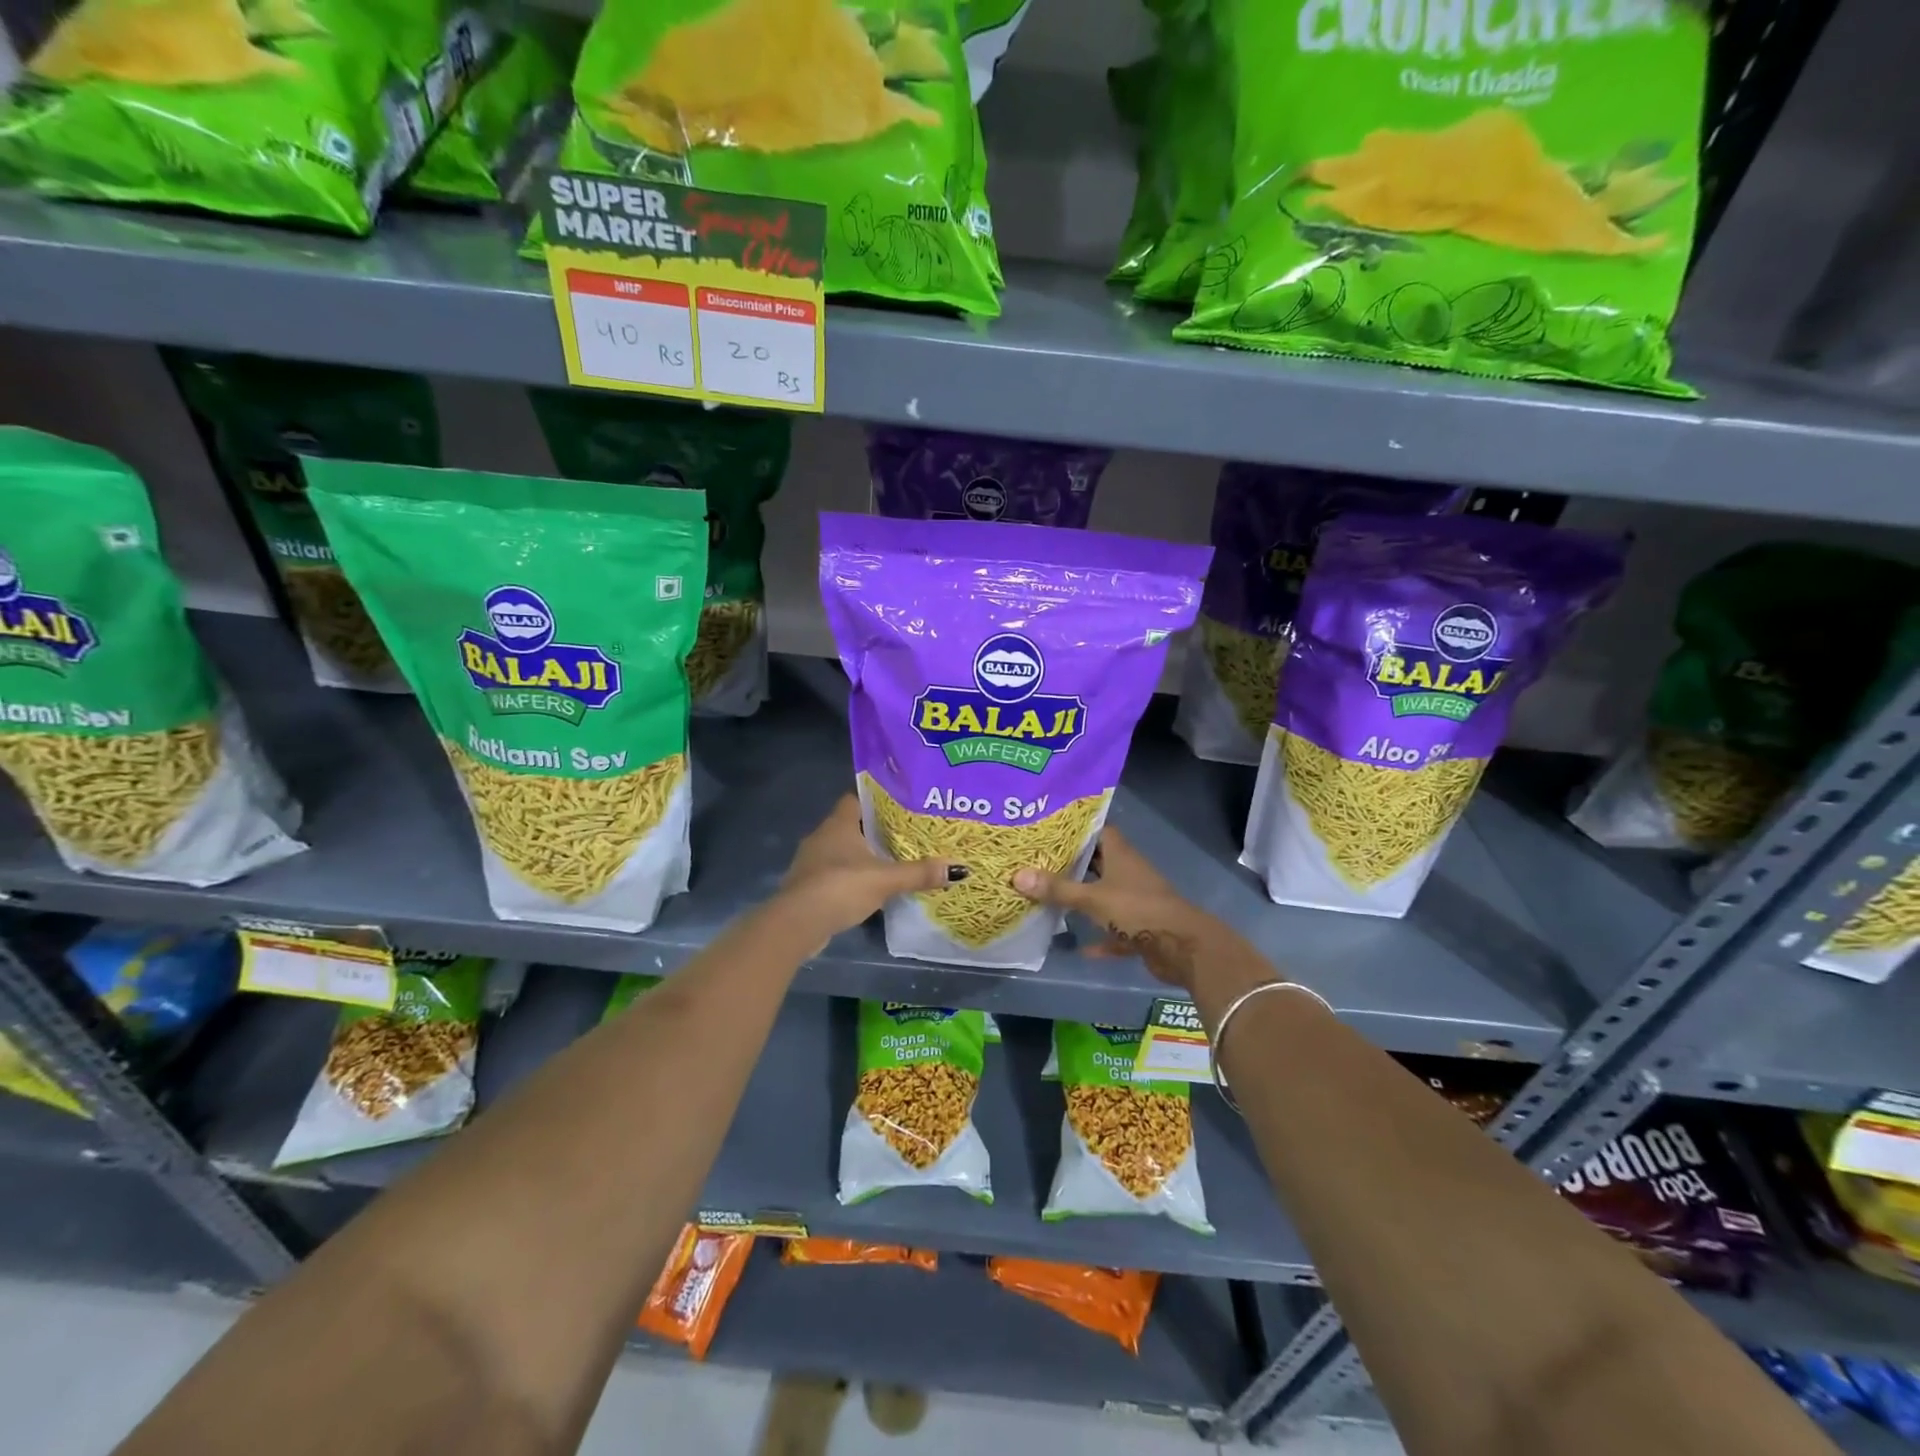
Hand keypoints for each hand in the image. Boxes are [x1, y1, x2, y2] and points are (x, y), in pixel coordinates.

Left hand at [776, 794, 962, 947]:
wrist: (798, 922)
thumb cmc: (841, 887)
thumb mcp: (886, 879)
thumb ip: (919, 873)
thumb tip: (959, 869)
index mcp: (839, 824)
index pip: (855, 799)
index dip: (875, 801)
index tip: (898, 808)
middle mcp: (821, 836)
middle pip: (850, 826)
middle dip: (873, 831)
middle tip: (902, 837)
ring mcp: (810, 862)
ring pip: (840, 851)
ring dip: (860, 857)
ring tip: (889, 863)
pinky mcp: (807, 886)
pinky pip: (832, 874)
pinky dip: (848, 878)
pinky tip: (867, 889)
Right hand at [1012, 828, 1222, 992]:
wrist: (1182, 948)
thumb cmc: (1137, 910)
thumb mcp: (1092, 898)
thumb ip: (1057, 889)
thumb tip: (1017, 875)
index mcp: (1120, 855)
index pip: (1097, 830)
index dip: (1075, 828)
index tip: (1048, 828)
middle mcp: (1129, 873)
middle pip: (1098, 863)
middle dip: (1072, 864)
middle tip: (1039, 862)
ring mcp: (1137, 901)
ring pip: (1106, 896)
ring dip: (1085, 900)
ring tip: (1052, 897)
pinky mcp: (1141, 929)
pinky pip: (1115, 932)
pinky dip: (1101, 939)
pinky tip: (1082, 948)